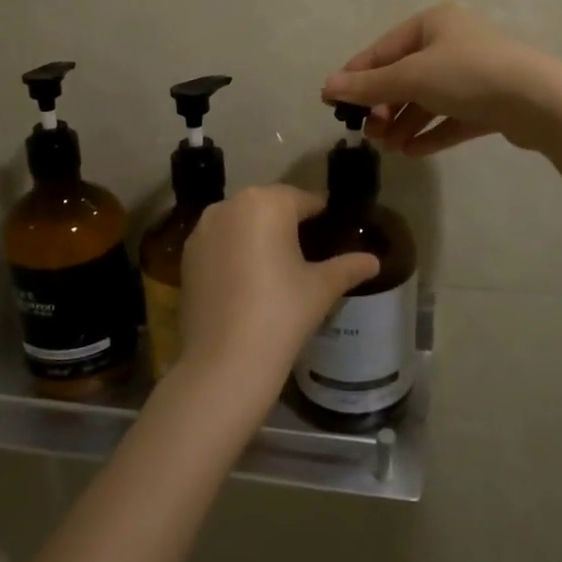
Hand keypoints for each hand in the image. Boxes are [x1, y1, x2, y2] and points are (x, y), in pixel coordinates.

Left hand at [179, 186, 379, 398]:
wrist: (224, 362)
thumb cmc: (281, 314)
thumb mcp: (321, 288)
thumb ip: (348, 267)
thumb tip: (374, 261)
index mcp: (266, 202)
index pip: (303, 199)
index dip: (321, 216)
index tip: (332, 233)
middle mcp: (229, 205)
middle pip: (269, 206)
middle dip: (287, 223)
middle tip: (307, 253)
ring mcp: (202, 230)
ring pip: (241, 223)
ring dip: (258, 236)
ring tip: (277, 268)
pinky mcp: (186, 256)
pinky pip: (220, 243)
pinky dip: (234, 252)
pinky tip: (247, 282)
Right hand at [322, 2, 561, 154]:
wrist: (538, 100)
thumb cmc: (467, 75)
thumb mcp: (411, 77)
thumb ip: (369, 85)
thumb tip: (327, 87)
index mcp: (434, 23)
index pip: (384, 49)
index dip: (357, 75)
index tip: (333, 102)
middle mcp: (453, 43)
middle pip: (406, 76)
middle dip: (385, 106)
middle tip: (370, 133)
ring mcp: (473, 74)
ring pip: (428, 100)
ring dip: (405, 124)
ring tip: (390, 148)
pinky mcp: (489, 103)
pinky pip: (451, 118)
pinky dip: (431, 133)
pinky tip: (412, 151)